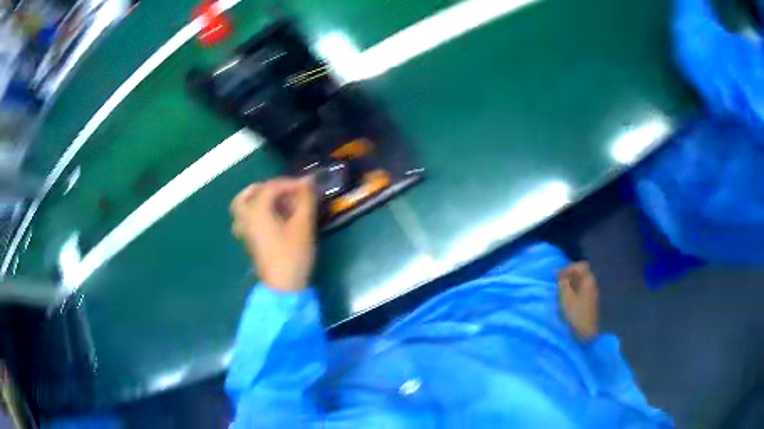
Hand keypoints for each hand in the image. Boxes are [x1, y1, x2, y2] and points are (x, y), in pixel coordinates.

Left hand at [230, 177, 316, 291]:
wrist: (283, 286)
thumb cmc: (293, 253)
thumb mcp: (303, 225)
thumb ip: (305, 199)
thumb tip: (309, 182)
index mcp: (256, 210)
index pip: (271, 187)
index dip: (291, 183)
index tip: (309, 185)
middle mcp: (245, 217)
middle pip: (248, 194)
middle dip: (267, 188)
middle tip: (285, 191)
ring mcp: (244, 231)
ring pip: (243, 207)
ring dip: (258, 199)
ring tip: (276, 203)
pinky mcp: (248, 242)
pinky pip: (246, 219)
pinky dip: (256, 212)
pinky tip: (272, 219)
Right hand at [558, 262, 599, 340]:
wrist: (586, 333)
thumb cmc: (575, 314)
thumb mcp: (565, 297)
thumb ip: (562, 283)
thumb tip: (558, 272)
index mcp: (588, 280)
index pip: (579, 265)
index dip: (567, 268)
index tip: (557, 276)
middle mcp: (592, 284)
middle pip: (581, 272)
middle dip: (568, 276)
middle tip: (557, 284)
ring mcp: (592, 292)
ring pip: (580, 281)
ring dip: (570, 284)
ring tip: (560, 292)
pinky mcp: (589, 301)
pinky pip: (581, 289)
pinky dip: (573, 291)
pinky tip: (566, 299)